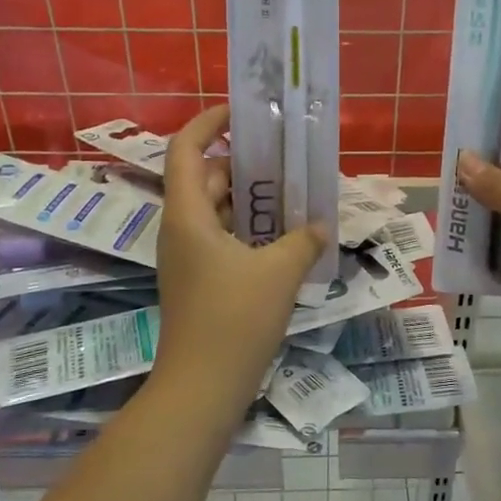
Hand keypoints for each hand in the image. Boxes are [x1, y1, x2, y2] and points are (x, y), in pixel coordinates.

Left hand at [153, 105, 328, 394]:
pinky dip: (247, 228)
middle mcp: (181, 229)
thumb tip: (319, 225)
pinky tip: (283, 237)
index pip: (186, 150)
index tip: (241, 112)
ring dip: (249, 198)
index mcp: (188, 215)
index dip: (208, 123)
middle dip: (242, 163)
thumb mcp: (279, 272)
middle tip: (284, 155)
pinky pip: (222, 237)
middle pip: (204, 178)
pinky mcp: (198, 280)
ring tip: (290, 191)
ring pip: (215, 210)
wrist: (202, 388)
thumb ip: (303, 240)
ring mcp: (188, 257)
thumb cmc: (234, 320)